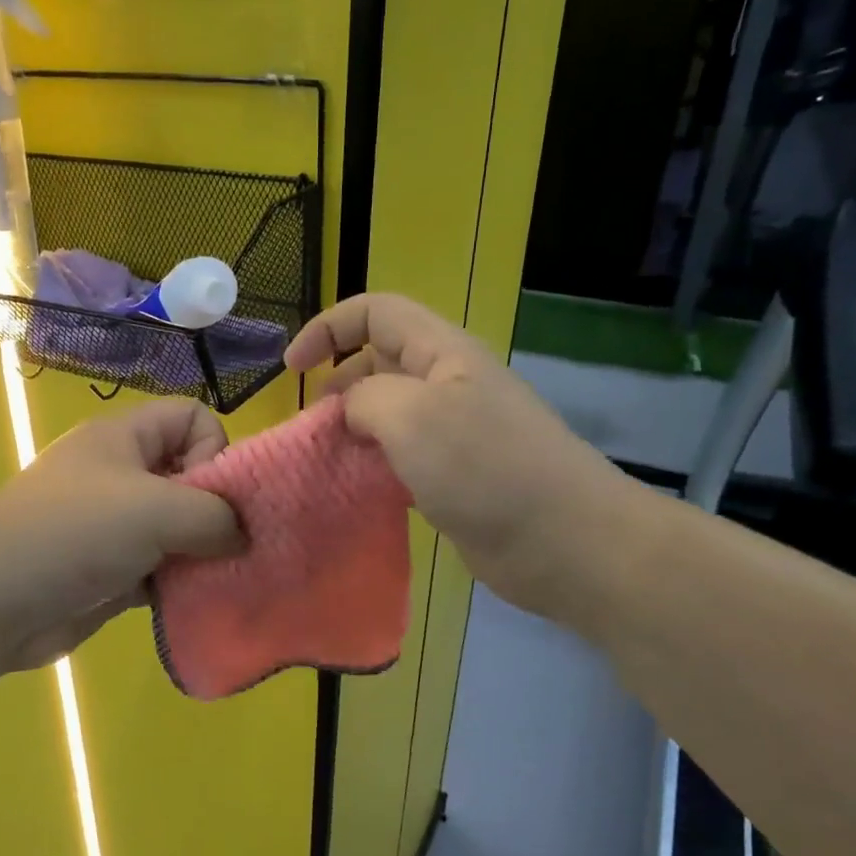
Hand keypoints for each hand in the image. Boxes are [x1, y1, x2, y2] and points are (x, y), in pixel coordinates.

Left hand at [0, 398, 241, 675]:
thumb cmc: (74, 533)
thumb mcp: (157, 509)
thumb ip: (215, 515)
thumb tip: (243, 535)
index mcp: (124, 438)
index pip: (191, 416)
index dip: (214, 448)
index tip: (212, 494)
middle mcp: (121, 475)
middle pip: (190, 474)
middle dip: (216, 509)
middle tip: (227, 545)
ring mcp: (113, 525)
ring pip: (178, 528)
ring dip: (202, 553)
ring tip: (217, 578)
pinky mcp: (110, 572)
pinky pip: (161, 569)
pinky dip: (179, 584)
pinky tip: (192, 603)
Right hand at [286, 293, 652, 624]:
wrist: (563, 542)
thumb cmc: (485, 467)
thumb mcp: (411, 416)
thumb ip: (365, 398)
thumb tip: (351, 410)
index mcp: (442, 352)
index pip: (376, 313)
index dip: (328, 328)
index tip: (292, 370)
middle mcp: (448, 384)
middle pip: (378, 362)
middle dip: (337, 385)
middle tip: (313, 427)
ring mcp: (454, 432)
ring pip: (388, 414)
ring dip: (353, 431)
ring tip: (327, 461)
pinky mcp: (456, 476)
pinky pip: (402, 458)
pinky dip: (374, 467)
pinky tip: (358, 490)